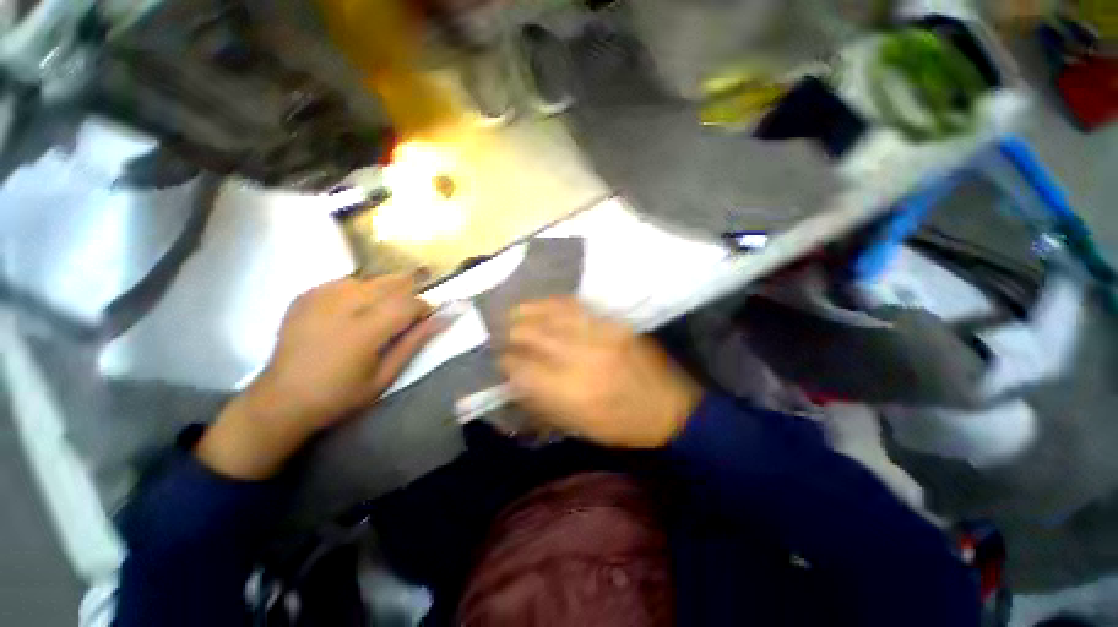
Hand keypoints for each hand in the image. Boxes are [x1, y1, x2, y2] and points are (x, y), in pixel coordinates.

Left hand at [197, 275, 442, 478]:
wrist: (282, 398)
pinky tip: (354, 311)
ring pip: (371, 279)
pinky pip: (346, 282)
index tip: (425, 320)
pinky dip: (360, 292)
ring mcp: (320, 295)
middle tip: (405, 316)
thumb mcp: (386, 375)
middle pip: (392, 282)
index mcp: (364, 330)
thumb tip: (443, 317)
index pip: (409, 302)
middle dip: (408, 294)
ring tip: (379, 315)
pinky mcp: (306, 294)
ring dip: (385, 293)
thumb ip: (415, 342)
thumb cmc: (340, 394)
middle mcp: (342, 304)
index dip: (424, 308)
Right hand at [500, 298, 702, 447]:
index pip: (524, 369)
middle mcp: (582, 359)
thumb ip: (544, 402)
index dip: (507, 362)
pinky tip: (543, 303)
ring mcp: (601, 336)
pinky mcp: (615, 324)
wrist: (672, 408)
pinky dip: (555, 303)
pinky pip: (578, 307)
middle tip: (502, 334)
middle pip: (534, 336)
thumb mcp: (580, 426)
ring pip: (553, 315)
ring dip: (528, 312)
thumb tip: (517, 380)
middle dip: (512, 334)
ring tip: (514, 312)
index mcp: (572, 393)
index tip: (500, 360)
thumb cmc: (623, 426)